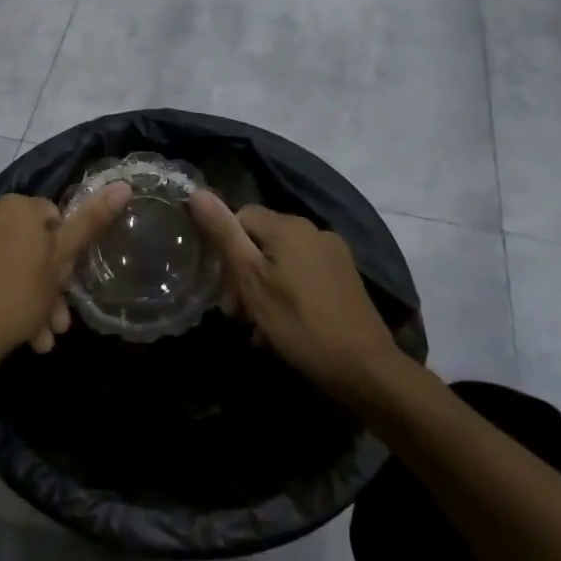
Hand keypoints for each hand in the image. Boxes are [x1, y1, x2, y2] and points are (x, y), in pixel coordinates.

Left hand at [0, 184, 132, 395]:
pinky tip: (9, 328)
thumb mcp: (60, 262)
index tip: (66, 286)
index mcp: (14, 205)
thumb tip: (123, 185)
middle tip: (55, 320)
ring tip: (36, 336)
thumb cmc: (16, 297)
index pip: (53, 219)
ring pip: (5, 263)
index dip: (64, 254)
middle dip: (46, 284)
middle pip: (27, 245)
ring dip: (26, 297)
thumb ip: (91, 222)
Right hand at [189, 192, 405, 405]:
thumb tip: (196, 192)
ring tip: (258, 328)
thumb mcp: (251, 280)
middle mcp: (314, 231)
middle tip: (238, 315)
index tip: (225, 291)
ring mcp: (333, 255)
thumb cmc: (299, 322)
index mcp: (289, 226)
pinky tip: (281, 329)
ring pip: (281, 263)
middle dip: (242, 276)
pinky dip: (286, 296)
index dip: (225, 250)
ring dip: (262, 291)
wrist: (364, 367)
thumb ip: (224, 235)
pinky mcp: (344, 279)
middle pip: (261, 241)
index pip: (241, 217)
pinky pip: (302, 277)